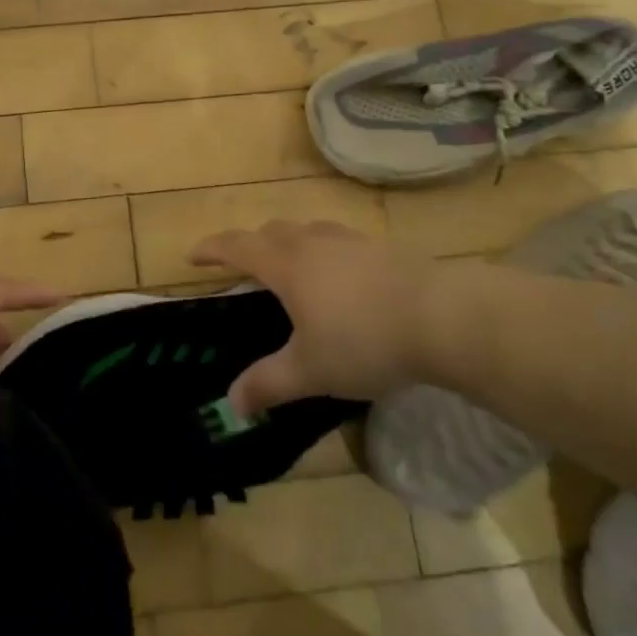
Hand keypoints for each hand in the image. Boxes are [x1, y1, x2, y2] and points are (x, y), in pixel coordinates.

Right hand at [191, 220, 455, 413]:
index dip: (211, 249)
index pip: (237, 247)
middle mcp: (312, 243)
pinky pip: (338, 242)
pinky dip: (324, 253)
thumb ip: (269, 384)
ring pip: (306, 232)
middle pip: (271, 232)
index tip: (192, 256)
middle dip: (251, 246)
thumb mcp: (311, 370)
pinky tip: (342, 278)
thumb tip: (231, 403)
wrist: (444, 318)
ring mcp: (350, 241)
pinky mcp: (382, 249)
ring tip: (292, 269)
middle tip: (244, 268)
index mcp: (285, 264)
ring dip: (289, 244)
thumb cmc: (364, 341)